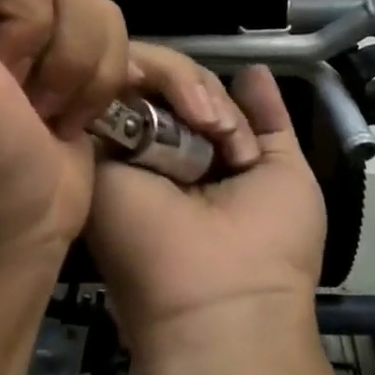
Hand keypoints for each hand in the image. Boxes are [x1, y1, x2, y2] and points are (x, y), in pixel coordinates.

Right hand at [90, 56, 325, 363]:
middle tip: (217, 125)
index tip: (231, 125)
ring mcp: (117, 141)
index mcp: (191, 152)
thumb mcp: (285, 175)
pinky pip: (110, 84)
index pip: (190, 92)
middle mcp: (149, 144)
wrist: (217, 304)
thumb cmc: (269, 248)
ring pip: (138, 72)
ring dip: (180, 83)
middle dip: (196, 84)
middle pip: (163, 78)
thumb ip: (268, 121)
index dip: (211, 91)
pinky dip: (146, 73)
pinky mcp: (89, 142)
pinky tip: (175, 106)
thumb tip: (254, 70)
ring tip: (203, 123)